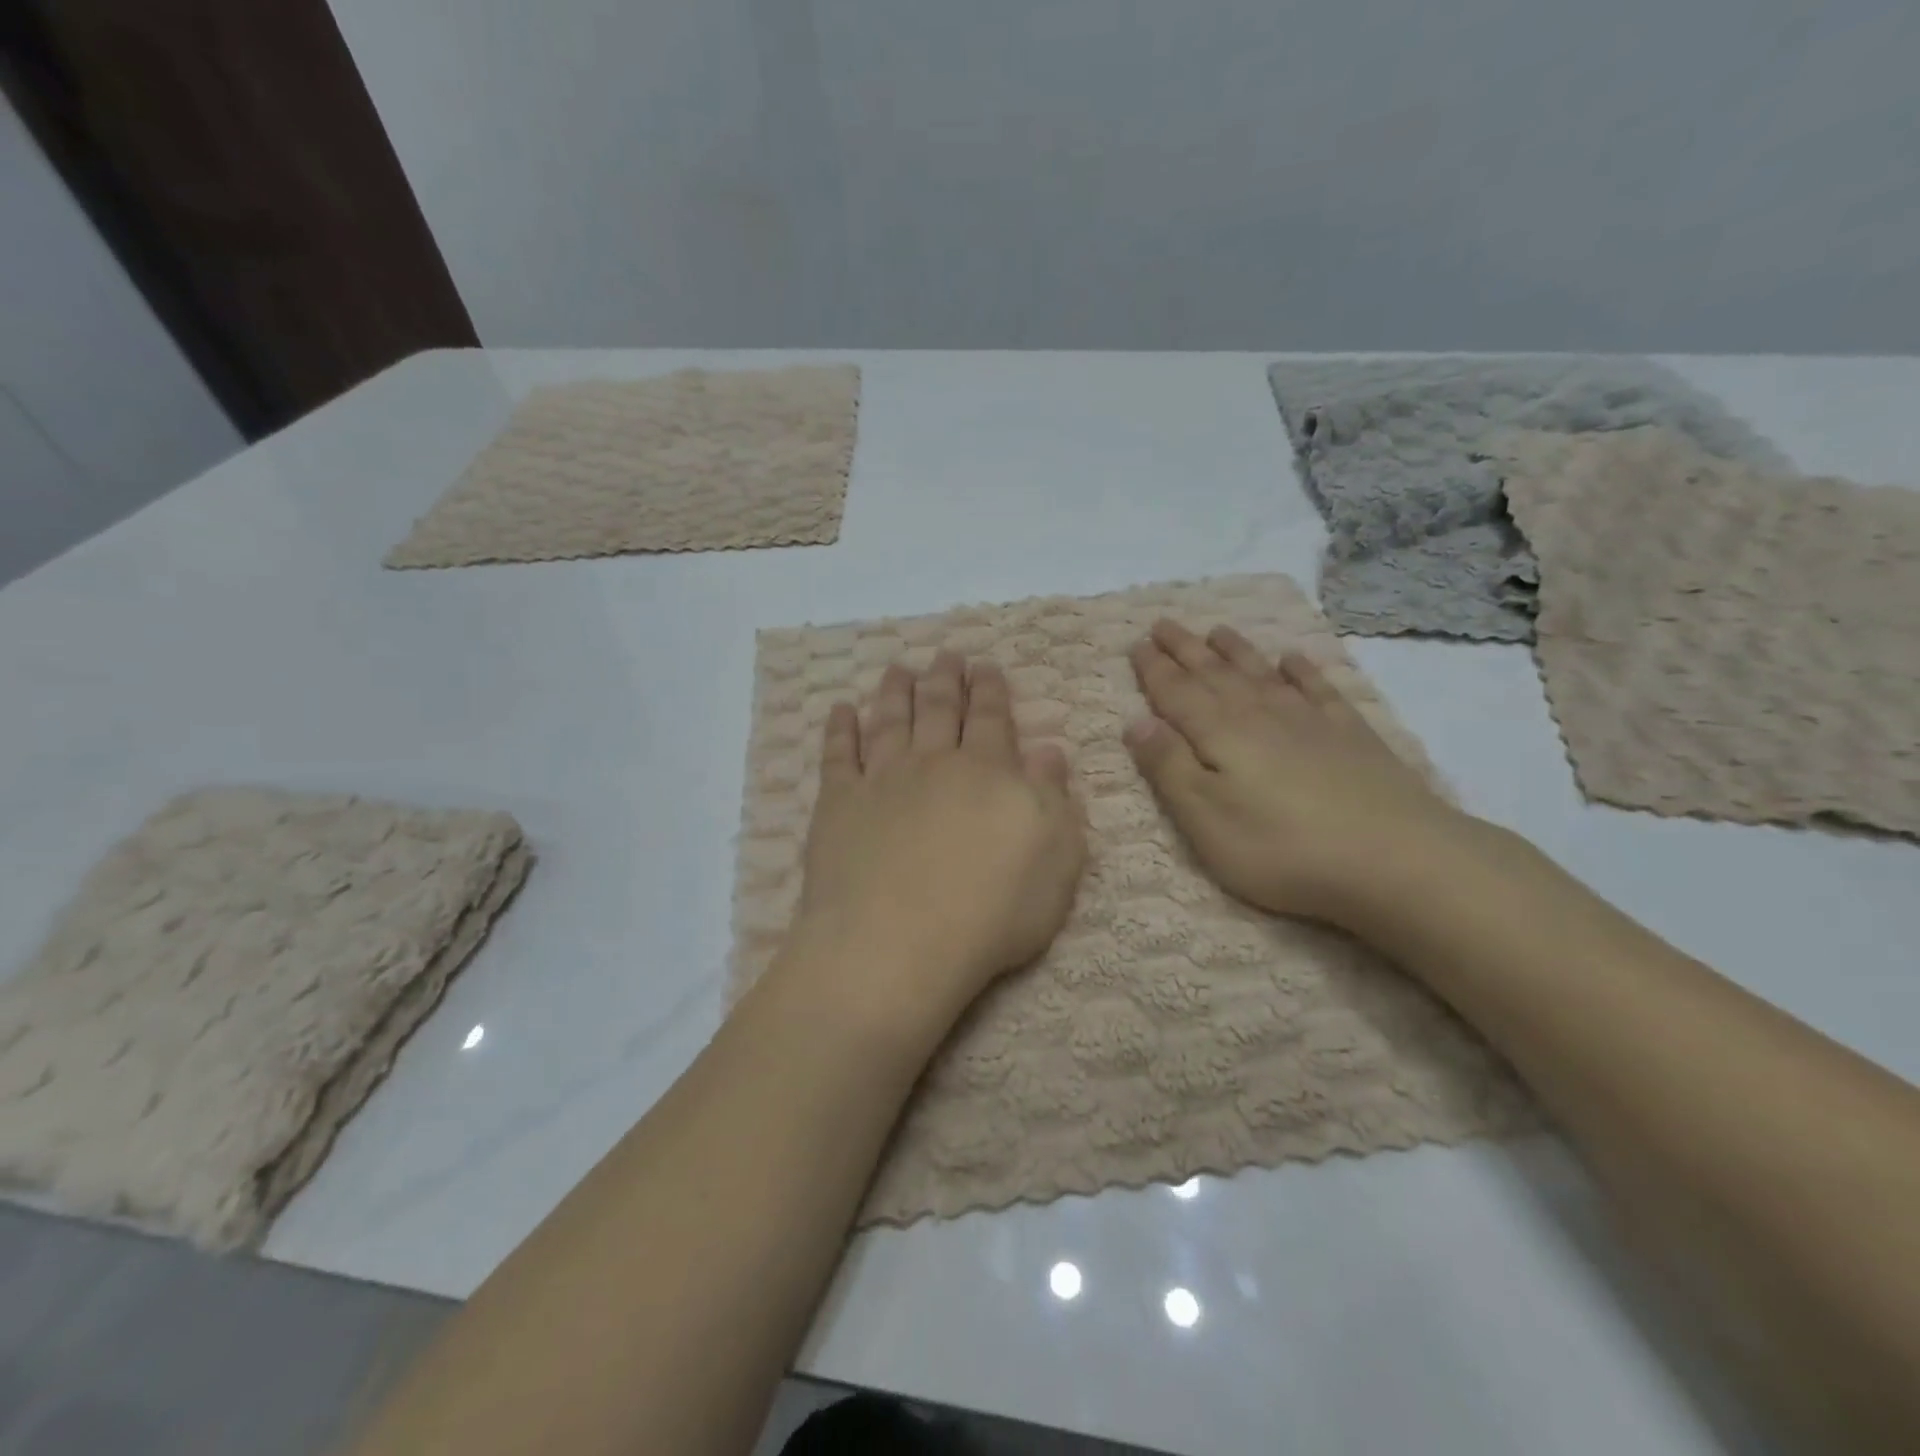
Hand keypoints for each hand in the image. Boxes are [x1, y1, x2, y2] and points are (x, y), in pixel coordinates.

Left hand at [785, 650, 1085, 1032]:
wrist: (898, 944)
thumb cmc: (991, 911)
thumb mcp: (1056, 859)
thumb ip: (1054, 799)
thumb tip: (1049, 750)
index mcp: (989, 772)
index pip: (992, 718)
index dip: (990, 689)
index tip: (986, 665)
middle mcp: (934, 763)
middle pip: (940, 709)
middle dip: (945, 678)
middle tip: (946, 654)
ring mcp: (882, 780)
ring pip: (890, 720)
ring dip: (895, 691)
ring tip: (897, 668)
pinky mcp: (838, 804)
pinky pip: (838, 755)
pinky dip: (840, 729)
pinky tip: (841, 710)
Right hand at [1125, 619, 1470, 929]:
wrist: (1394, 858)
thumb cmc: (1281, 847)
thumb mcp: (1204, 819)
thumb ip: (1168, 768)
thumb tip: (1136, 722)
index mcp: (1219, 734)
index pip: (1176, 693)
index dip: (1154, 669)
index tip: (1136, 645)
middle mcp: (1260, 715)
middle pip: (1214, 674)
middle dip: (1185, 649)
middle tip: (1163, 624)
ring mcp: (1309, 721)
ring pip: (1261, 674)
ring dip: (1236, 651)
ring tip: (1217, 630)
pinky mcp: (1350, 735)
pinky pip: (1318, 689)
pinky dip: (1302, 670)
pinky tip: (1294, 659)